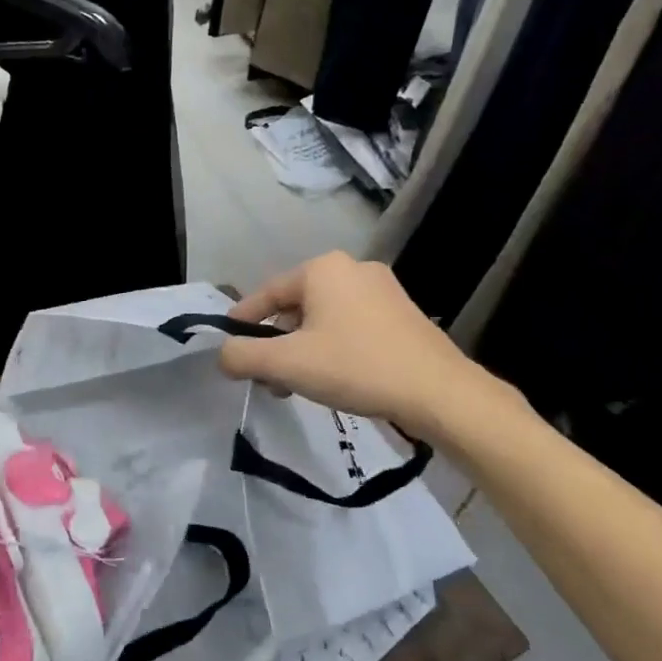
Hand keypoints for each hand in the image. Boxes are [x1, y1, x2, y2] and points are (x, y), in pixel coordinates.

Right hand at [217, 252, 524, 440]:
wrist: (438, 392)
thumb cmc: (355, 367)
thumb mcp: (287, 364)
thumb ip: (243, 357)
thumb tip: (223, 356)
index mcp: (323, 269)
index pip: (267, 293)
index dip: (242, 319)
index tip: (227, 344)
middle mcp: (353, 269)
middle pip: (296, 306)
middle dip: (276, 342)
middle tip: (265, 376)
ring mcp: (383, 290)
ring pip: (323, 318)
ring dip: (302, 349)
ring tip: (295, 385)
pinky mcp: (402, 315)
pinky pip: (350, 326)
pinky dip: (331, 348)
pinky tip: (332, 379)